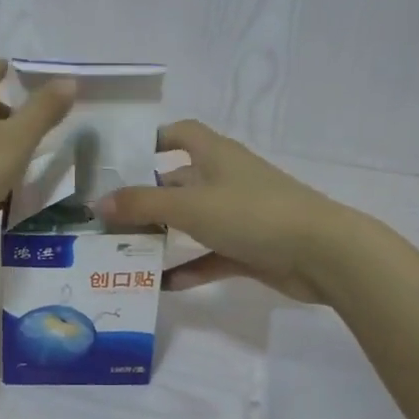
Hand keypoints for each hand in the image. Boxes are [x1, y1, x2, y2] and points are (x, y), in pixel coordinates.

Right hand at [97, 121, 344, 301]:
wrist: (321, 253)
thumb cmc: (252, 214)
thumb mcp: (190, 205)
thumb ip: (142, 204)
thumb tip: (97, 203)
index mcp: (215, 155)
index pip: (181, 134)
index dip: (153, 139)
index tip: (121, 158)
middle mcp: (226, 179)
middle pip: (179, 181)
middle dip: (147, 196)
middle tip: (107, 216)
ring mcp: (239, 215)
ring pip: (193, 220)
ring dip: (164, 234)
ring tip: (123, 250)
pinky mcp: (249, 248)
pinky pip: (210, 255)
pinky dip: (189, 267)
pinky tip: (161, 284)